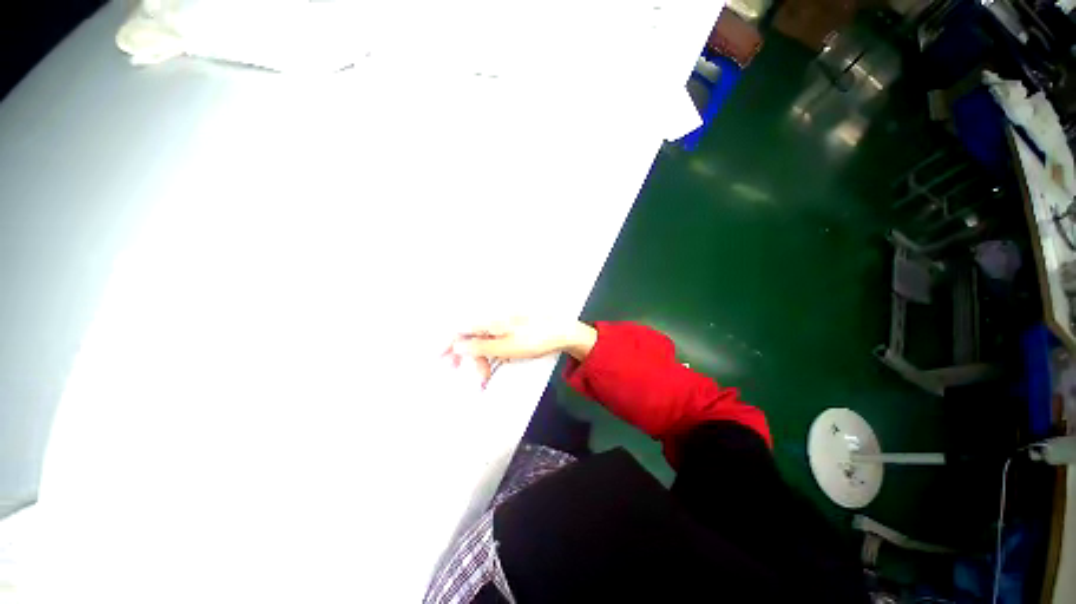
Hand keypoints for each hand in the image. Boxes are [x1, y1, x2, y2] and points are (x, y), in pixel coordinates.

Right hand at [444, 318, 596, 387]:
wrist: (561, 331)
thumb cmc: (534, 339)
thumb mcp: (505, 347)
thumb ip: (479, 346)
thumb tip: (456, 346)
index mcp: (489, 320)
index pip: (460, 329)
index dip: (447, 343)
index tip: (438, 359)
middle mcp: (492, 318)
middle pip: (470, 336)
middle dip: (466, 357)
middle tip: (468, 376)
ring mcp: (501, 323)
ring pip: (482, 341)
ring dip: (480, 359)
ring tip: (484, 378)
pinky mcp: (509, 329)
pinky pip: (493, 341)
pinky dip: (490, 354)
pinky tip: (493, 365)